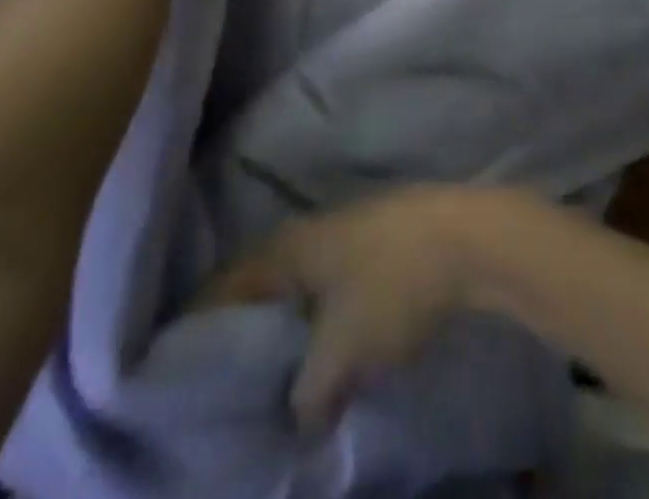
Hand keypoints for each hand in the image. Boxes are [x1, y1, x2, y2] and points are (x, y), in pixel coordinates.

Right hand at [204, 187, 529, 432]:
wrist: (467, 237)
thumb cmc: (392, 285)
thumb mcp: (342, 351)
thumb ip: (308, 393)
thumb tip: (297, 419)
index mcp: (288, 247)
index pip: (227, 283)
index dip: (202, 322)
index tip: (181, 364)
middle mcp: (310, 231)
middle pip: (262, 282)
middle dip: (246, 328)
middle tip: (228, 379)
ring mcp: (348, 231)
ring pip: (301, 282)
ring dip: (288, 324)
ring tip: (278, 373)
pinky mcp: (379, 241)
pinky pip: (333, 283)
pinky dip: (322, 316)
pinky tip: (331, 346)